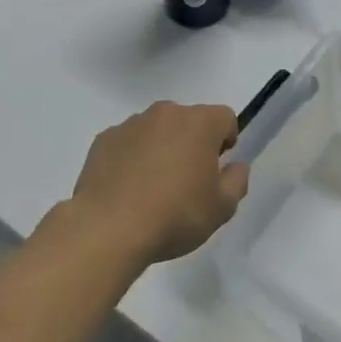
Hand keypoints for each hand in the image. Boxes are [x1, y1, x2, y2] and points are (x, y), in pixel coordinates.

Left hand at [65, 102, 249, 265]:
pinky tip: (127, 188)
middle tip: (187, 180)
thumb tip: (236, 165)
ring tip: (153, 187)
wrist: (109, 228)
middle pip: (188, 120)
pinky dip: (132, 157)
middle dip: (192, 142)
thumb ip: (236, 181)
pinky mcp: (104, 139)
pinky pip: (127, 142)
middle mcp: (166, 113)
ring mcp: (131, 124)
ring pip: (156, 129)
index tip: (217, 168)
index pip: (225, 117)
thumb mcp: (221, 208)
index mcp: (199, 123)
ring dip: (161, 147)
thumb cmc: (175, 215)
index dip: (226, 140)